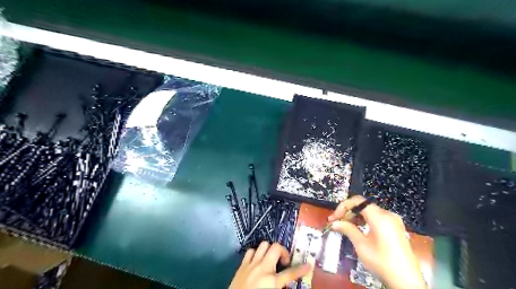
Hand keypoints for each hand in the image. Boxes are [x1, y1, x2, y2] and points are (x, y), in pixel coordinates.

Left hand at [230, 241, 309, 288]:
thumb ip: (281, 286)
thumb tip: (287, 284)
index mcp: (272, 282)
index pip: (291, 273)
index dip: (301, 269)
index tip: (309, 265)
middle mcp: (263, 268)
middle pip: (276, 248)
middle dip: (283, 252)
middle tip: (284, 261)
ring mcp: (251, 264)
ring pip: (264, 245)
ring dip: (269, 250)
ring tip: (271, 259)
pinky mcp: (242, 265)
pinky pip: (251, 251)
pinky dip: (256, 254)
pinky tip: (257, 261)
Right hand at [330, 194, 427, 288]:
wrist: (407, 282)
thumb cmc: (382, 262)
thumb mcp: (361, 246)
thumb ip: (348, 229)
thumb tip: (334, 223)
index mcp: (380, 217)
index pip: (358, 201)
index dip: (343, 207)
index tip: (333, 218)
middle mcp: (388, 215)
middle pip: (364, 205)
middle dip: (348, 212)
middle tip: (337, 222)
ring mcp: (394, 221)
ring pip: (370, 211)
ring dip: (356, 216)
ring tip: (346, 226)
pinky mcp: (396, 228)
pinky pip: (377, 218)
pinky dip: (365, 220)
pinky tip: (359, 229)